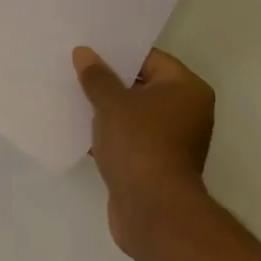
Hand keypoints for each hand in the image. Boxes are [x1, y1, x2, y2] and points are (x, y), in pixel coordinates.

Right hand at [74, 46, 214, 256]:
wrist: (153, 213)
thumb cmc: (140, 144)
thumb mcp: (112, 103)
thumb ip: (97, 76)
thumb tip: (84, 53)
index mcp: (187, 89)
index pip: (150, 58)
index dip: (118, 52)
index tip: (90, 47)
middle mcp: (187, 112)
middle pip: (142, 86)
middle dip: (110, 80)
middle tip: (77, 67)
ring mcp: (173, 141)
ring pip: (134, 114)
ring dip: (108, 109)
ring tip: (74, 94)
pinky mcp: (156, 166)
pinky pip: (130, 139)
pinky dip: (110, 134)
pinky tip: (80, 127)